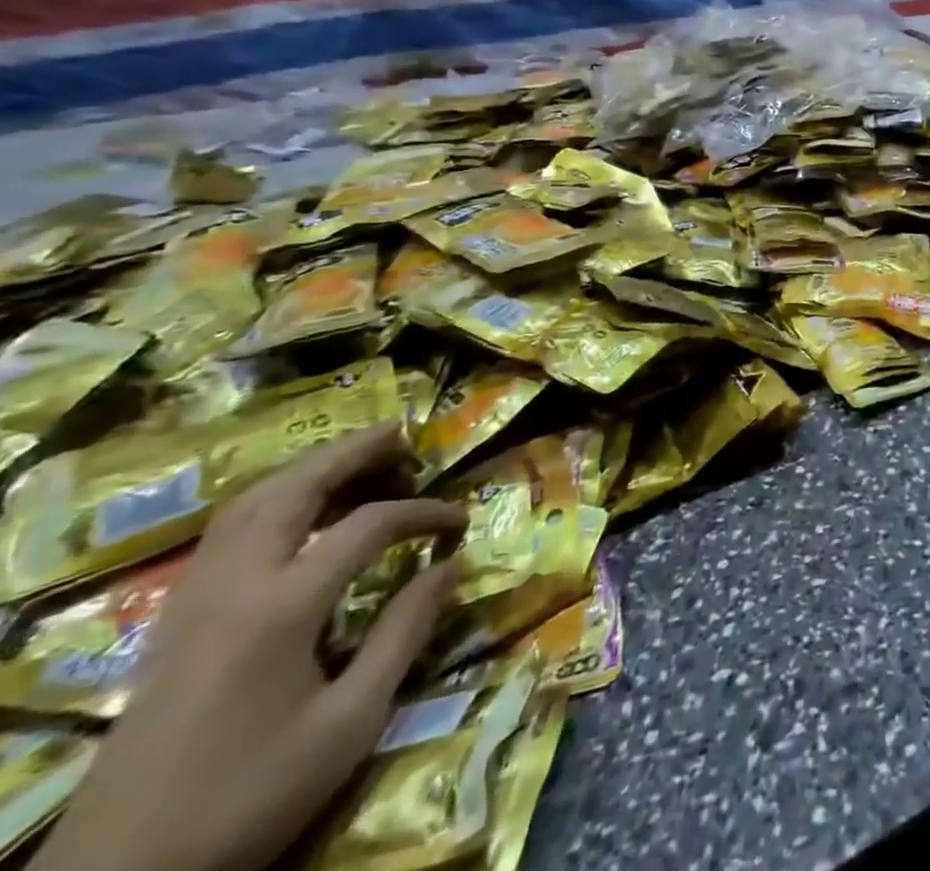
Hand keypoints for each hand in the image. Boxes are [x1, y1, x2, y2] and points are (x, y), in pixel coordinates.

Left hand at [33, 427, 466, 870]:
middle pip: (290, 491)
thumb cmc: (248, 795)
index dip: (422, 514)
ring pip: (247, 506)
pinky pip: (223, 534)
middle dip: (349, 453)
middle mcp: (231, 587)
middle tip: (399, 433)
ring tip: (353, 458)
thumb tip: (452, 567)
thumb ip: (403, 634)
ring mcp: (191, 603)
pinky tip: (295, 513)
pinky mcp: (171, 624)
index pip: (366, 526)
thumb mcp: (348, 723)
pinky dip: (269, 501)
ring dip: (305, 471)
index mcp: (279, 608)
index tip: (459, 522)